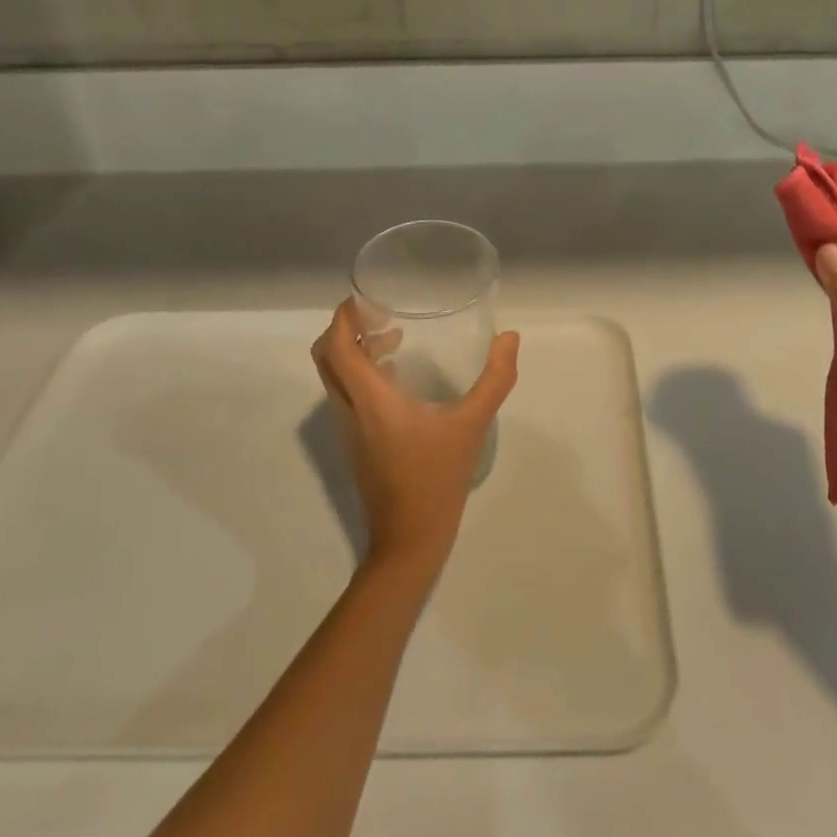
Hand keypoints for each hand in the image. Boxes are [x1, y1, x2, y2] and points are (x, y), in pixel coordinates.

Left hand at [311, 301, 520, 579]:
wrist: (409, 540)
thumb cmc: (436, 478)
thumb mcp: (472, 424)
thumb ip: (494, 379)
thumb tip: (510, 337)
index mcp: (369, 398)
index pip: (337, 346)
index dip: (343, 316)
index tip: (365, 296)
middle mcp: (349, 409)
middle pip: (326, 357)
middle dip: (345, 329)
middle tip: (378, 313)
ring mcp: (348, 429)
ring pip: (334, 377)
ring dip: (354, 351)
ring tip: (393, 339)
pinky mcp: (355, 443)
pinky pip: (345, 395)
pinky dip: (360, 374)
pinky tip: (399, 379)